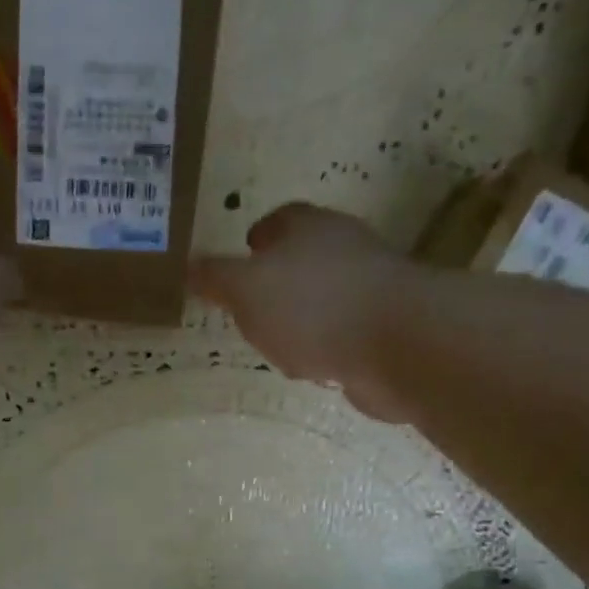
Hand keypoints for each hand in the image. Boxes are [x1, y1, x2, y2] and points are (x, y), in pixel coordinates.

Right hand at [191, 203, 413, 421]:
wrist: (398, 344)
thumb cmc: (312, 307)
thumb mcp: (245, 290)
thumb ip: (216, 278)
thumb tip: (190, 267)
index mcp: (308, 228)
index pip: (279, 220)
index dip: (258, 237)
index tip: (245, 253)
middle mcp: (344, 248)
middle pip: (305, 257)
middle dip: (279, 279)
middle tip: (254, 306)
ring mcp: (370, 288)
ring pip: (326, 297)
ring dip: (304, 317)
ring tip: (280, 343)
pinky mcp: (386, 327)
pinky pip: (345, 333)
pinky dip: (328, 346)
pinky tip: (317, 368)